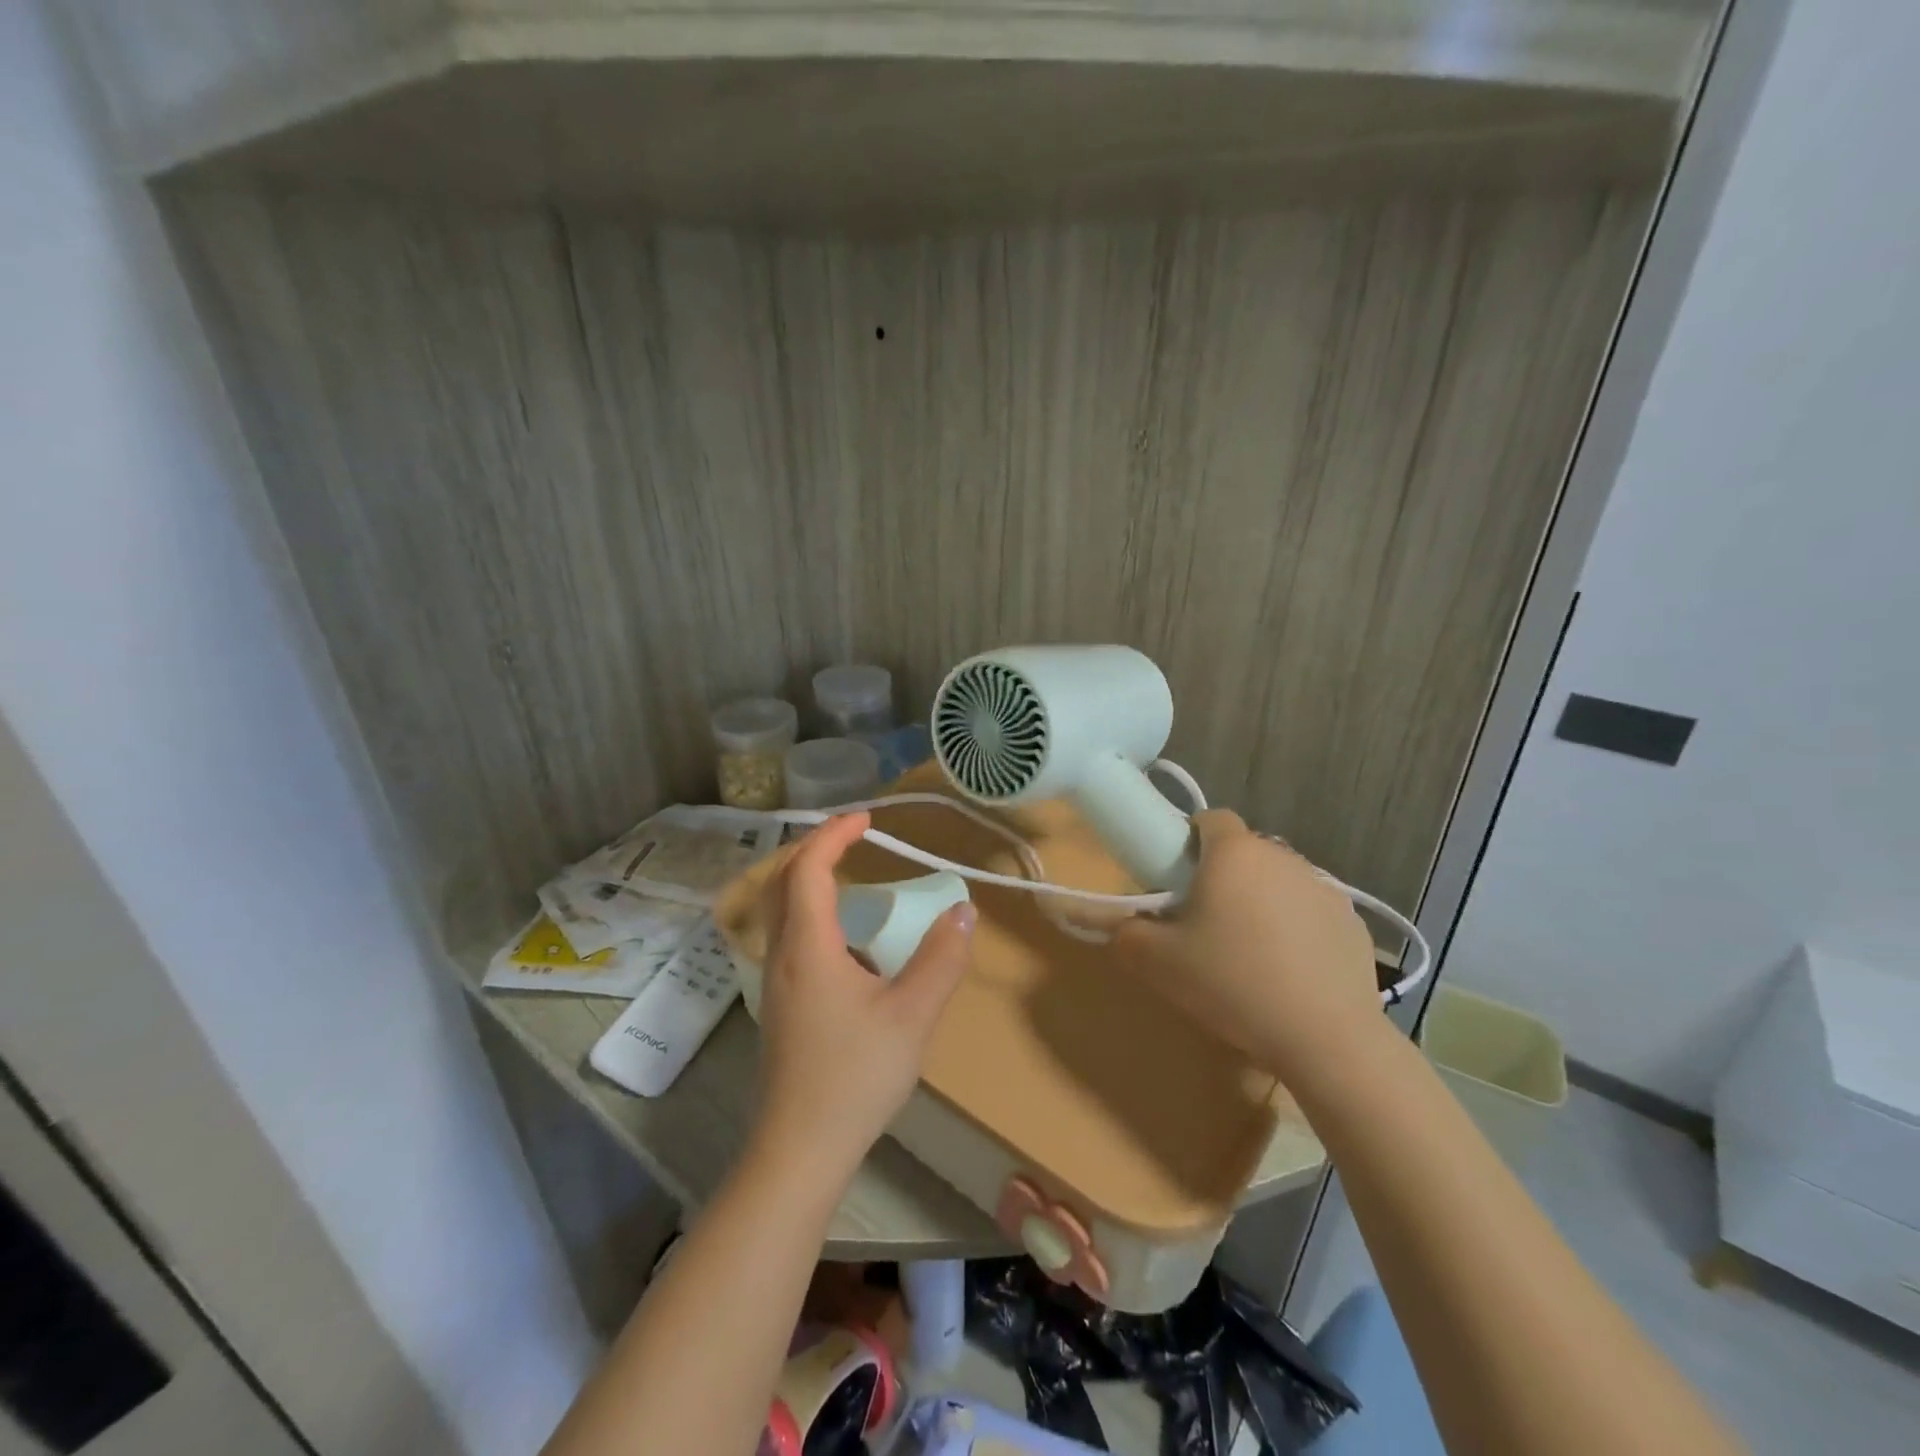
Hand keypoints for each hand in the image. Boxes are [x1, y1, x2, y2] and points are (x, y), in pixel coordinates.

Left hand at [751, 812, 975, 1183]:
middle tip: (853, 835)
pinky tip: (844, 936)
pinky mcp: (779, 1003)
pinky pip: (787, 934)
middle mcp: (782, 954)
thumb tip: (963, 912)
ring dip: (807, 877)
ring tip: (848, 872)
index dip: (834, 834)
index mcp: (808, 946)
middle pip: (782, 880)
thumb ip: (941, 959)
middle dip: (814, 847)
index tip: (867, 819)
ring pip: (779, 908)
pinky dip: (809, 909)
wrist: (800, 1149)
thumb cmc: (855, 1077)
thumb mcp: (913, 1015)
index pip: (808, 868)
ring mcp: (774, 980)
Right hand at [1112, 810, 1381, 1082]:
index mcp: (1233, 853)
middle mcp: (1282, 857)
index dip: (1190, 841)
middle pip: (1244, 852)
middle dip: (1224, 876)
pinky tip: (1291, 973)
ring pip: (1278, 881)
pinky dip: (1297, 930)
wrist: (1324, 1037)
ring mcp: (1324, 888)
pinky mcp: (1353, 921)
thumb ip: (1125, 933)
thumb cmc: (1231, 983)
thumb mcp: (1157, 962)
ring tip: (1250, 952)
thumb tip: (1122, 924)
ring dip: (1261, 901)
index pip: (1210, 819)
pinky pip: (1311, 912)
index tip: (1179, 879)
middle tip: (1206, 922)